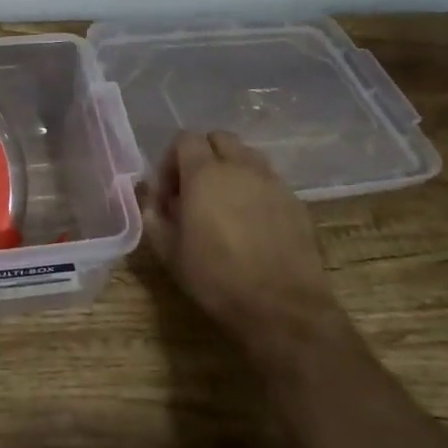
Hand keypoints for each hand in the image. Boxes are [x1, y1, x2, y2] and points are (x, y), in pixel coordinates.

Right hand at [142, 130, 344, 362]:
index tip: (168, 192)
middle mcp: (240, 167)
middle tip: (195, 190)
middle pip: (219, 138)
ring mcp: (272, 181)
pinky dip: (255, 189)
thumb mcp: (170, 252)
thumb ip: (154, 216)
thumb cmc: (218, 279)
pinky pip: (269, 180)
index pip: (185, 139)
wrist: (283, 309)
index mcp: (204, 173)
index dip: (171, 160)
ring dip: (231, 168)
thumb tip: (152, 199)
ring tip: (225, 203)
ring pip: (247, 155)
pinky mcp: (295, 201)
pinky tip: (252, 221)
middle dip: (203, 156)